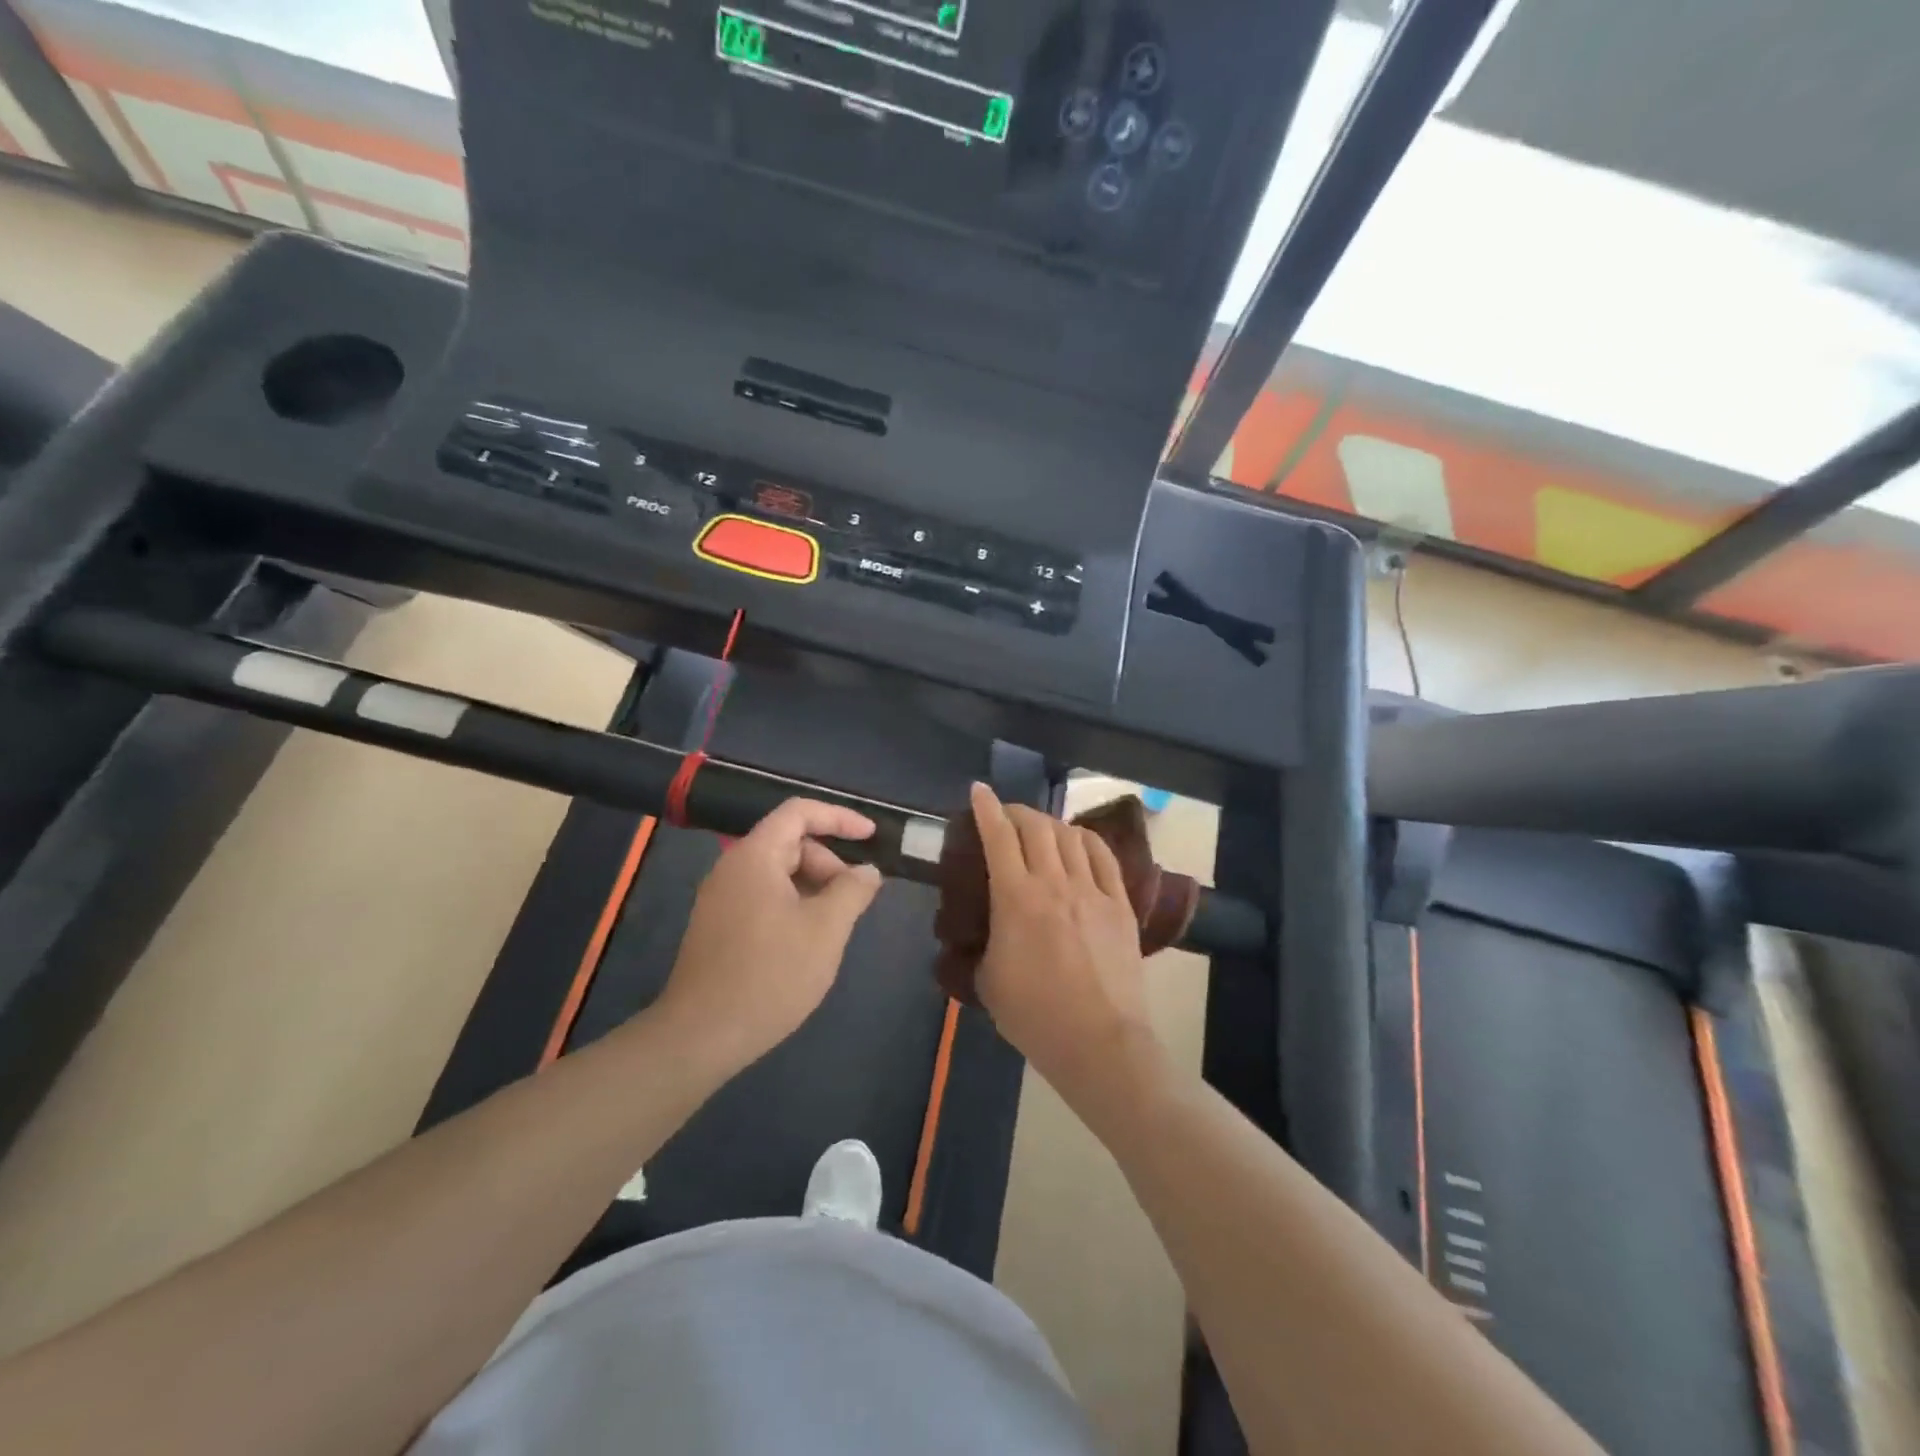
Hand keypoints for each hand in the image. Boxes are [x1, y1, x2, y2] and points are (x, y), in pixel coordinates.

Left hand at [651, 799, 883, 1079]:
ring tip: (836, 925)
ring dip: (814, 888)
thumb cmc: (770, 974)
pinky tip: (808, 941)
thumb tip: (867, 871)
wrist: (700, 1037)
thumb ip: (852, 891)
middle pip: (790, 844)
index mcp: (755, 856)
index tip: (872, 836)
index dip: (839, 818)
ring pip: (778, 874)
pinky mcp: (718, 927)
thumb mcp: (826, 929)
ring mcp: (721, 899)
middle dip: (829, 863)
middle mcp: (732, 868)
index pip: (799, 812)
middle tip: (855, 900)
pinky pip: (763, 898)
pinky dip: (793, 906)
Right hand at [969, 783, 1156, 1099]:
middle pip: (1036, 827)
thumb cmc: (1035, 1016)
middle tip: (1005, 815)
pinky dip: (1086, 840)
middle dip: (1016, 811)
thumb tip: (988, 927)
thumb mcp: (988, 979)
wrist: (1099, 1042)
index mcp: (1016, 899)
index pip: (999, 837)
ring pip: (1070, 836)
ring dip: (1049, 824)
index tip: (978, 790)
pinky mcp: (1120, 905)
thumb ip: (985, 941)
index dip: (987, 808)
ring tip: (1039, 830)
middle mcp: (1055, 883)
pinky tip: (1078, 842)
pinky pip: (1104, 857)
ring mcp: (1093, 891)